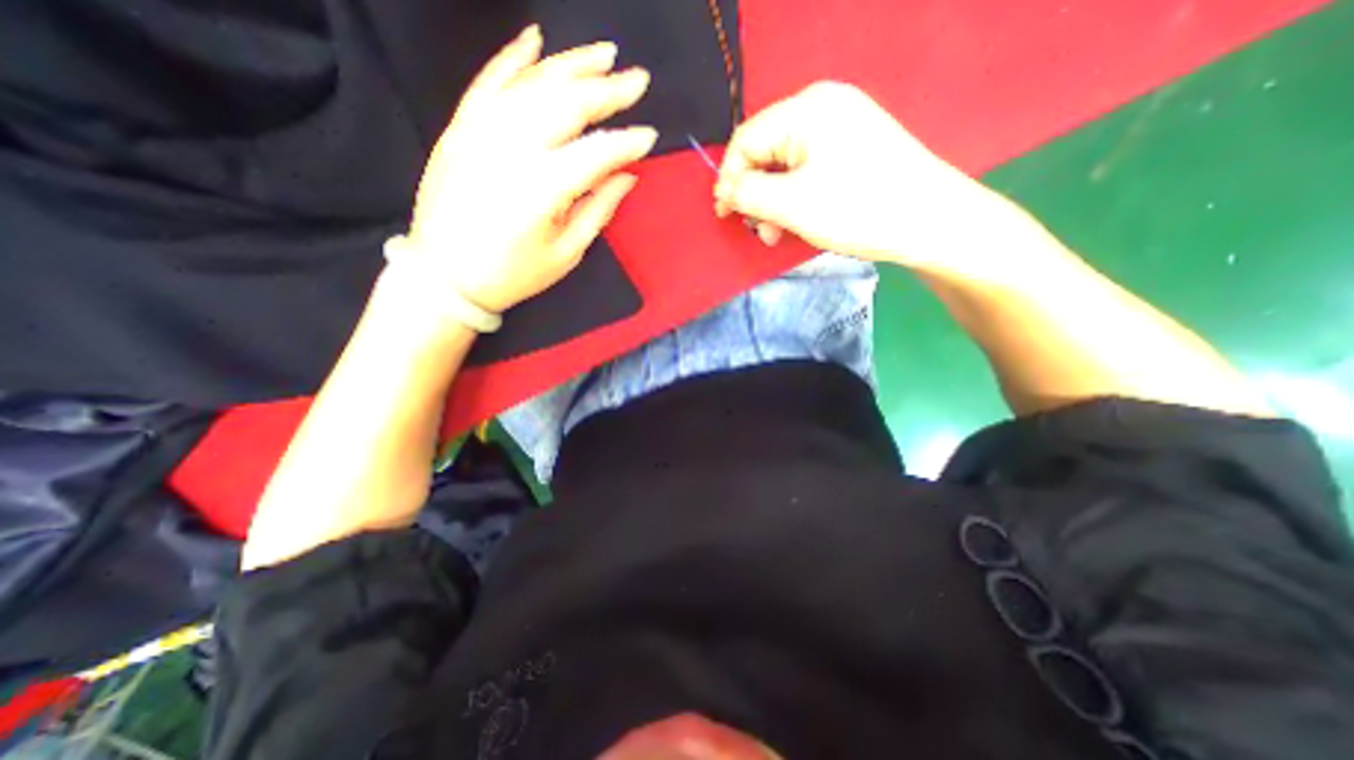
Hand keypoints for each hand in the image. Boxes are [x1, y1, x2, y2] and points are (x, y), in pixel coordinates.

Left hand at [400, 23, 654, 312]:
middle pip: (566, 105)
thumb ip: (598, 211)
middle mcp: (511, 149)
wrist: (444, 276)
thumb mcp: (565, 254)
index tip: (650, 137)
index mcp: (542, 189)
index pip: (595, 152)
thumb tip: (626, 177)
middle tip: (638, 81)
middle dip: (607, 90)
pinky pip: (487, 82)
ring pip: (532, 84)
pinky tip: (536, 40)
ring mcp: (479, 132)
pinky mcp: (459, 128)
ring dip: (571, 65)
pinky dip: (512, 58)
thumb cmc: (512, 275)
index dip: (626, 142)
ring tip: (604, 55)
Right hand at [712, 84, 1009, 272]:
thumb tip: (725, 191)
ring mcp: (841, 126)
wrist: (930, 221)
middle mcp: (822, 108)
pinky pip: (808, 170)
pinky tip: (800, 220)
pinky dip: (796, 197)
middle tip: (761, 231)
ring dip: (775, 202)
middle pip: (766, 152)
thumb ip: (748, 194)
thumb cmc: (857, 209)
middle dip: (756, 196)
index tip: (725, 216)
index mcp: (806, 110)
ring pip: (786, 166)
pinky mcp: (852, 148)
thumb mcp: (792, 205)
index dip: (729, 180)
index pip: (746, 140)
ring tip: (780, 234)